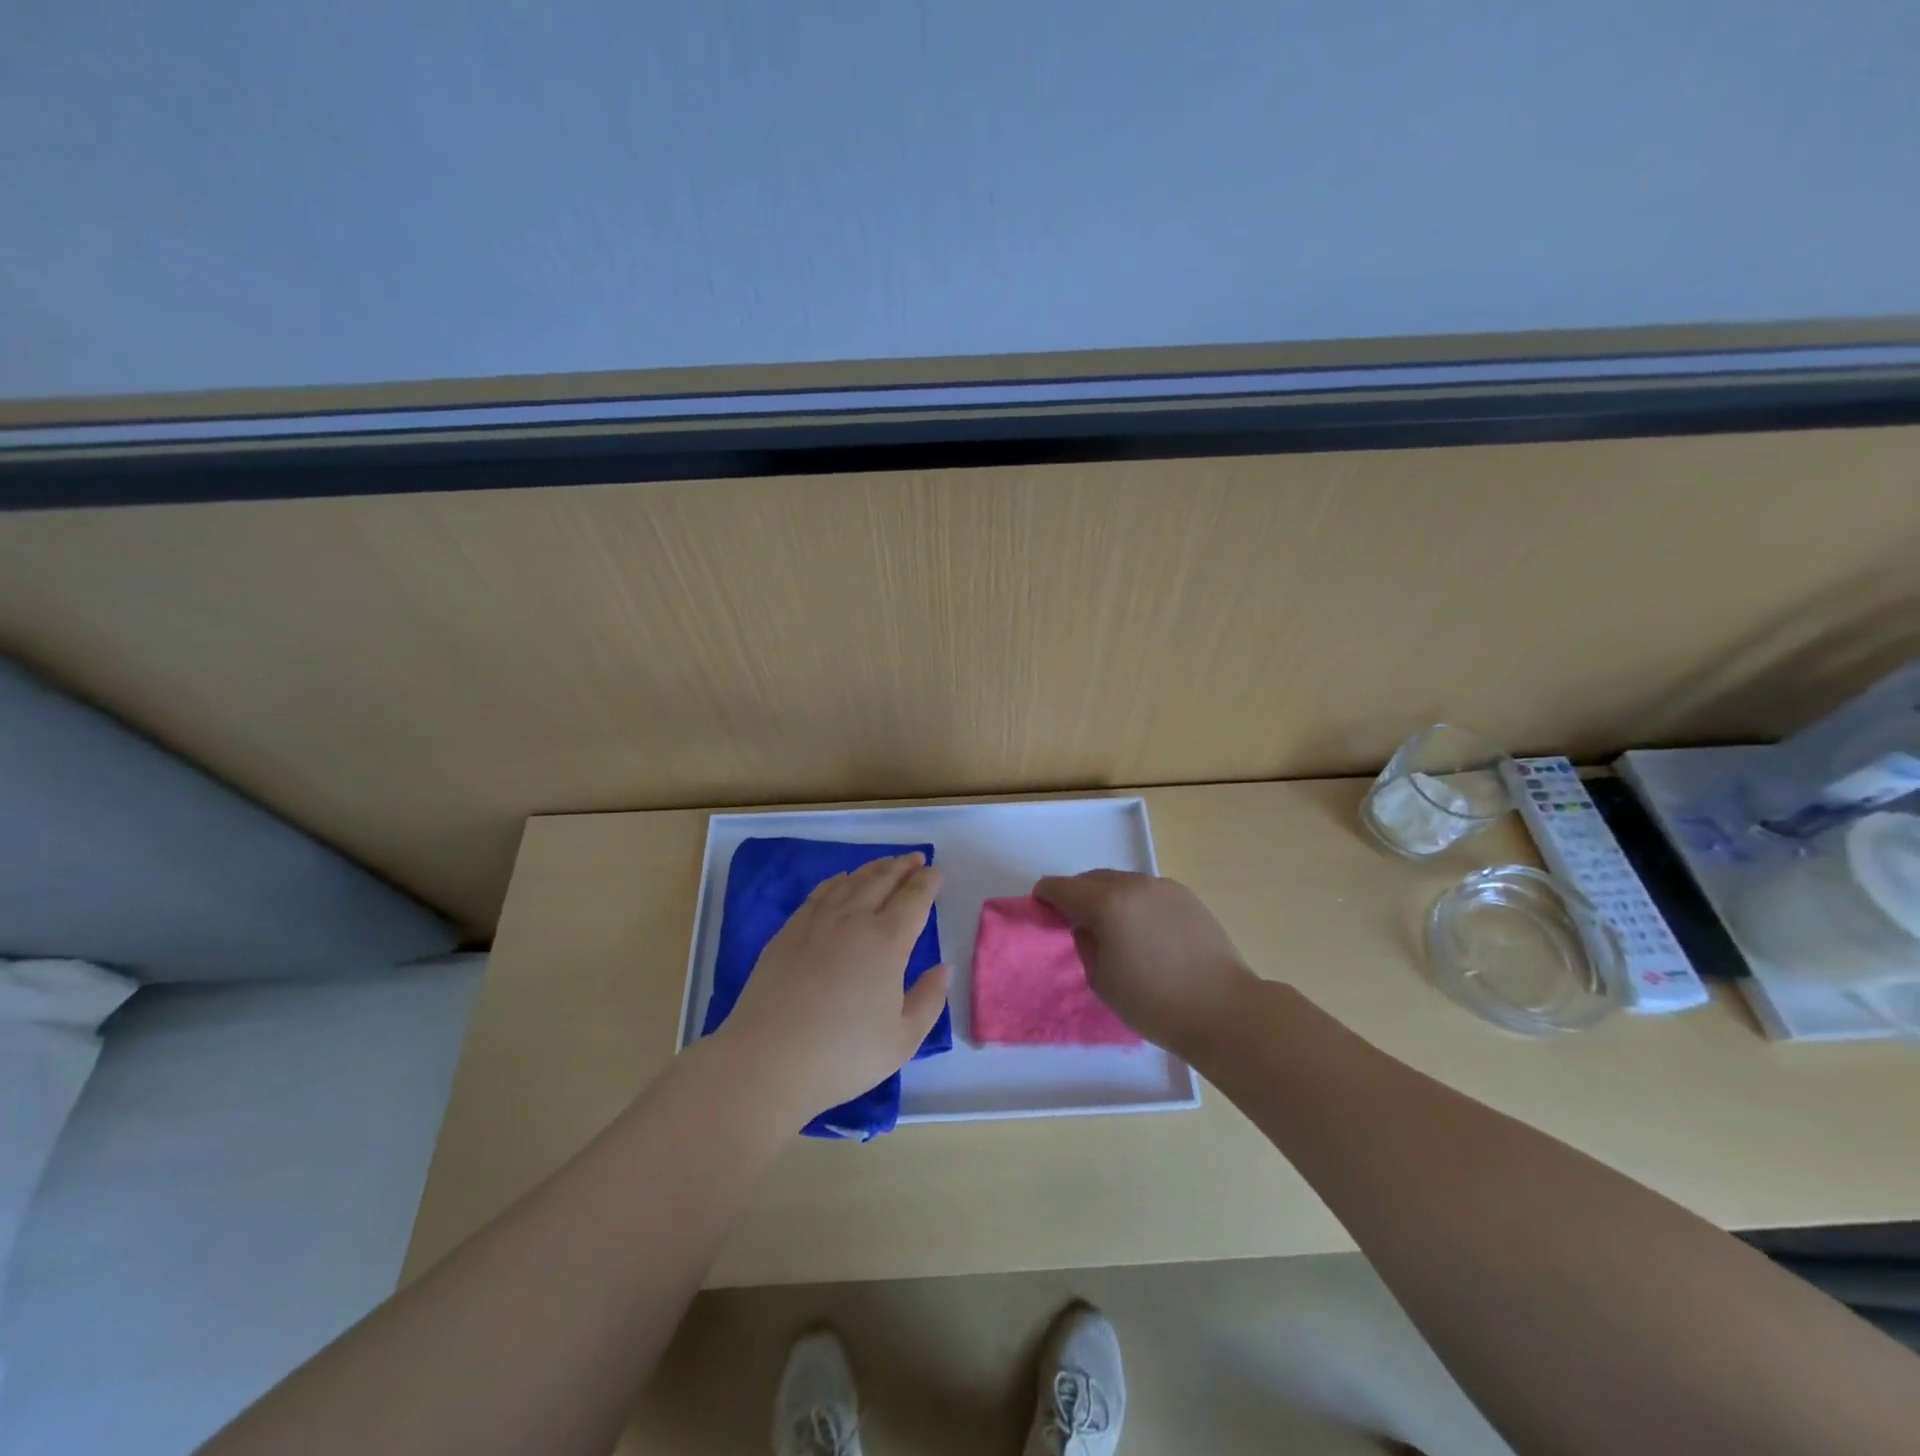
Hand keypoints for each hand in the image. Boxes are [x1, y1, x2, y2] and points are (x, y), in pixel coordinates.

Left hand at [719, 854, 951, 1124]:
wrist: (767, 1061)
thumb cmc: (843, 1056)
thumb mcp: (903, 1040)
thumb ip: (929, 1000)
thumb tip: (944, 968)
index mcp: (888, 942)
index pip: (914, 898)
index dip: (928, 882)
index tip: (936, 872)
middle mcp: (854, 920)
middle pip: (883, 880)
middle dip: (903, 866)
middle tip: (916, 858)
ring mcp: (817, 921)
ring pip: (852, 881)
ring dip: (874, 868)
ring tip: (887, 864)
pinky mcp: (789, 931)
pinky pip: (820, 892)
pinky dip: (839, 880)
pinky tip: (842, 880)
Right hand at [1033, 870, 1257, 1056]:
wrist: (1223, 1010)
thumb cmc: (1153, 1003)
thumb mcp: (1100, 978)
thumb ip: (1085, 941)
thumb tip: (1088, 925)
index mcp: (1105, 903)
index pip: (1061, 887)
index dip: (1045, 897)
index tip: (1042, 912)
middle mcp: (1132, 884)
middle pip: (1091, 879)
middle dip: (1077, 896)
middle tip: (1076, 924)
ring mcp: (1162, 886)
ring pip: (1120, 882)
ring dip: (1107, 897)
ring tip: (1114, 929)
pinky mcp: (1185, 895)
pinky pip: (1146, 891)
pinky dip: (1134, 902)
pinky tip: (1144, 931)